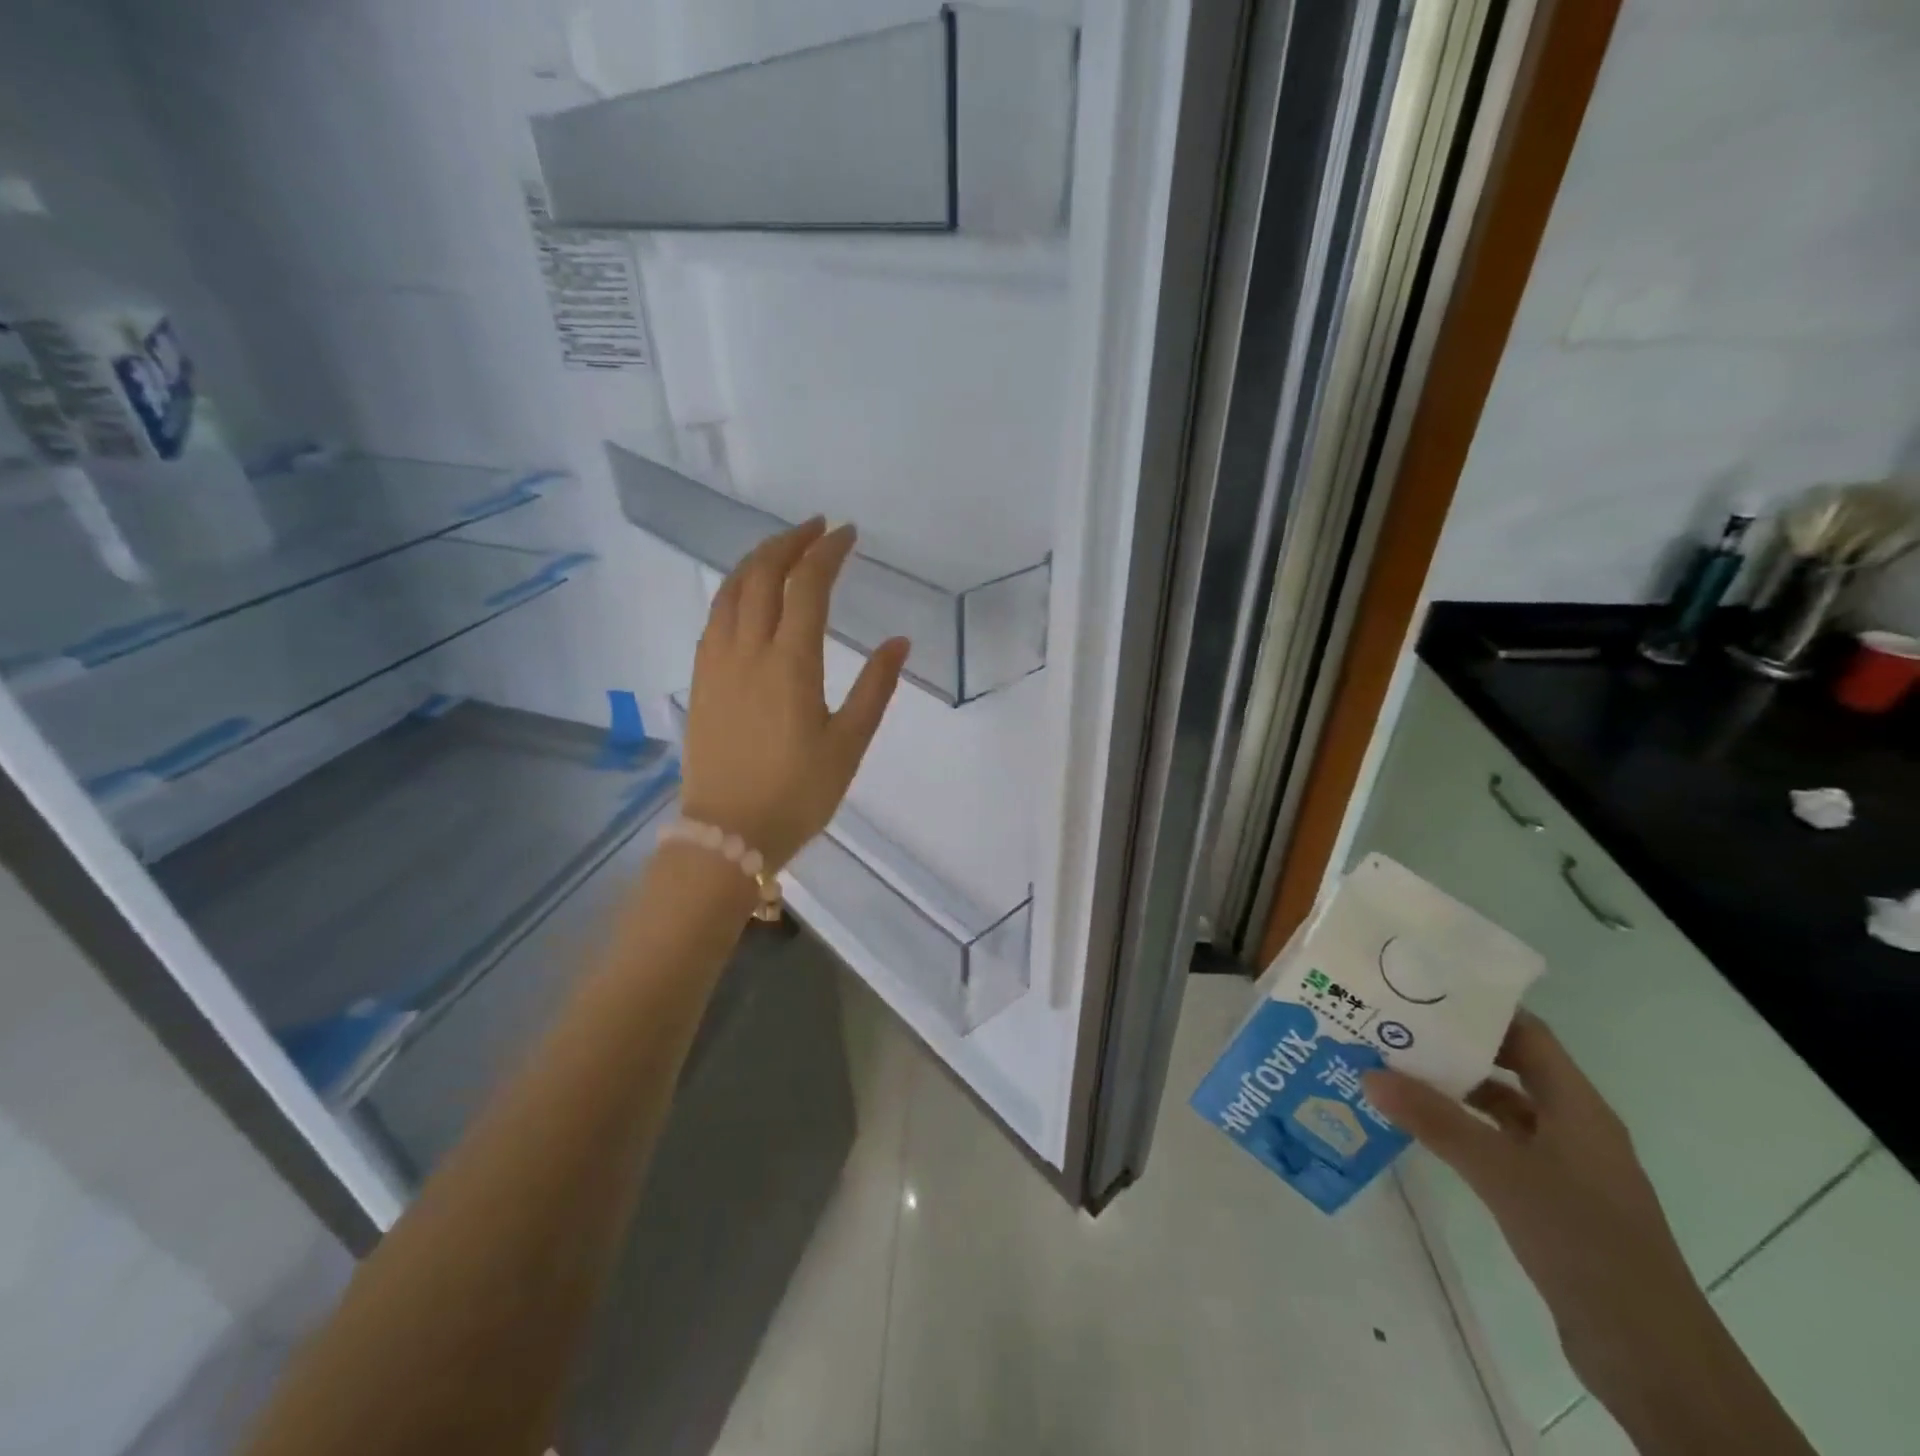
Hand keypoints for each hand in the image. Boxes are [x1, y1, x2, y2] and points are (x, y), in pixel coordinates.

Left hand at [682, 518, 908, 871]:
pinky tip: (747, 595)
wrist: (728, 833)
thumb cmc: (798, 793)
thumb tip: (898, 642)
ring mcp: (717, 663)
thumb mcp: (849, 744)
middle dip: (789, 542)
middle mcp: (748, 651)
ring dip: (756, 560)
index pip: (807, 586)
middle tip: (816, 529)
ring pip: (730, 590)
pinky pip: (714, 617)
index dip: (827, 552)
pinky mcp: (700, 680)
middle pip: (762, 575)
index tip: (847, 534)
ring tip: (781, 549)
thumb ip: (875, 688)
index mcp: (791, 664)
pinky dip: (734, 590)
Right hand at [1364, 1012, 1710, 1404]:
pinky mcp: (1551, 1199)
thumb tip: (1368, 1073)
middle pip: (1509, 1066)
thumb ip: (1435, 1121)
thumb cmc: (1584, 1241)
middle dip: (1452, 1047)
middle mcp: (1573, 1126)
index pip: (1526, 1033)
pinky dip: (1460, 1131)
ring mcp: (1564, 1165)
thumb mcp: (1501, 1173)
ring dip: (1452, 1090)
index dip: (1478, 1008)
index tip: (1419, 991)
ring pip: (1500, 1108)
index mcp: (1577, 1107)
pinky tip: (1419, 1131)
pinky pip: (1498, 1145)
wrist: (1651, 1356)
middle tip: (1390, 1027)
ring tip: (1391, 1072)